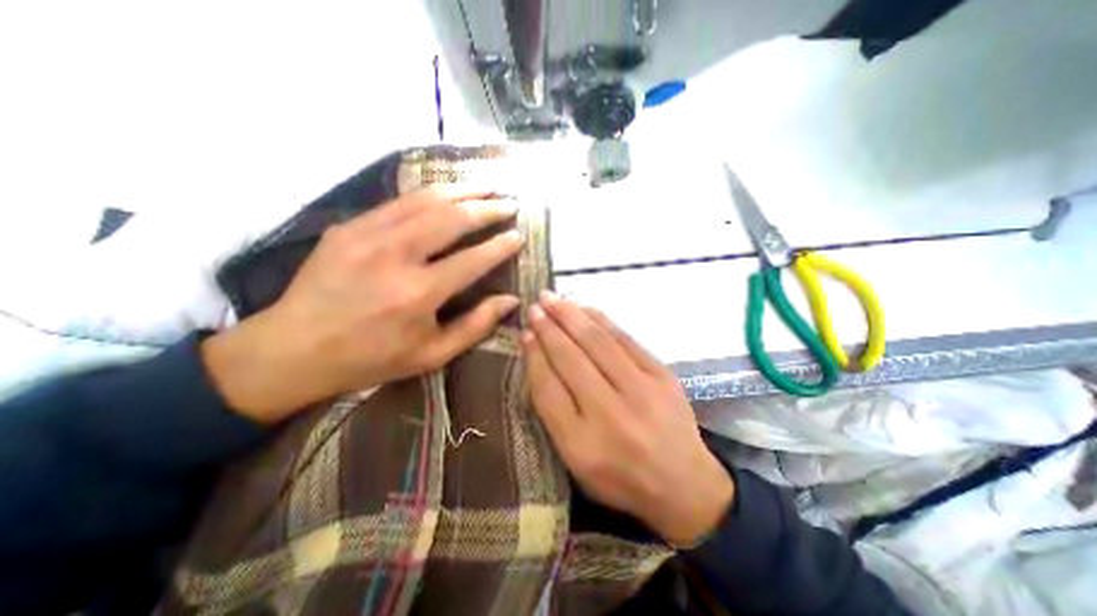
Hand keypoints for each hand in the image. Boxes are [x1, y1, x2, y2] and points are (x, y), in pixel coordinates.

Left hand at [204, 189, 522, 424]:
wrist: (294, 349)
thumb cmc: (372, 358)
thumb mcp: (432, 354)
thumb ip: (476, 326)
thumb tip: (510, 300)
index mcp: (419, 294)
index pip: (473, 260)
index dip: (500, 246)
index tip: (519, 236)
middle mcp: (396, 257)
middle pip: (452, 219)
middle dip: (487, 208)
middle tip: (509, 203)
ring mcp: (368, 236)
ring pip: (426, 201)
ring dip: (461, 191)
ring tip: (486, 186)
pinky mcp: (349, 227)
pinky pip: (398, 202)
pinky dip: (429, 194)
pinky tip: (446, 192)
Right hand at [525, 291, 735, 545]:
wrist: (683, 484)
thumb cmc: (620, 477)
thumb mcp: (576, 460)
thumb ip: (555, 413)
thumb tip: (540, 360)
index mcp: (580, 444)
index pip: (548, 388)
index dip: (534, 356)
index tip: (525, 333)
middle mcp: (609, 415)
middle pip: (571, 359)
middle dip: (549, 328)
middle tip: (535, 307)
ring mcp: (641, 392)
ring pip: (597, 343)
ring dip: (571, 316)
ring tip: (553, 299)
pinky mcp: (663, 376)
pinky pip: (625, 340)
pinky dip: (602, 320)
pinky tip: (586, 309)